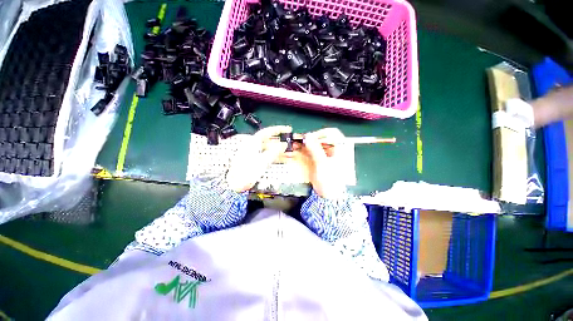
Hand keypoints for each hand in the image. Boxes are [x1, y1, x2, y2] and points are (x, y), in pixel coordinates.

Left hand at [226, 125, 291, 191]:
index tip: (287, 129)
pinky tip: (284, 160)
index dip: (278, 130)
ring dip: (280, 151)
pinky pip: (269, 156)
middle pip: (270, 141)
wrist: (236, 184)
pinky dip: (277, 157)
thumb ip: (274, 152)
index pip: (267, 132)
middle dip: (281, 143)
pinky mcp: (256, 161)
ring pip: (270, 150)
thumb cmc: (247, 171)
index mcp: (253, 142)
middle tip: (291, 145)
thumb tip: (284, 145)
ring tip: (291, 154)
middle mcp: (254, 146)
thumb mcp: (262, 160)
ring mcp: (255, 154)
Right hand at [303, 128, 346, 198]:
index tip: (310, 137)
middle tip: (300, 140)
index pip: (331, 133)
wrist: (329, 195)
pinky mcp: (318, 159)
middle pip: (321, 138)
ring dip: (305, 144)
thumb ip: (315, 149)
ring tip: (296, 143)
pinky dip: (304, 149)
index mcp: (340, 148)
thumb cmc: (330, 180)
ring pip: (315, 144)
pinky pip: (311, 151)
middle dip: (310, 139)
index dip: (320, 133)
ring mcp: (325, 154)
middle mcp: (333, 149)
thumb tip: (308, 136)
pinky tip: (297, 148)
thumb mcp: (323, 163)